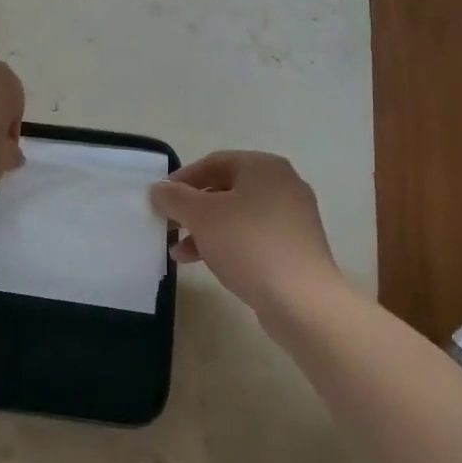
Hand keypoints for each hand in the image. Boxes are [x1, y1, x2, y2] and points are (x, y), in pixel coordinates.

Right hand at [150, 151, 341, 313]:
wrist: (302, 301)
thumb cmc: (249, 245)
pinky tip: (203, 262)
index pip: (214, 162)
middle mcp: (282, 184)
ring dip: (204, 230)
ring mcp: (292, 217)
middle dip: (192, 208)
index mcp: (264, 167)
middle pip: (226, 189)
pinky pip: (252, 236)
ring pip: (237, 215)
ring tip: (178, 252)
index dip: (182, 179)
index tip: (160, 199)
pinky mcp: (294, 247)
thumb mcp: (202, 216)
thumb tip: (159, 189)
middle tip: (168, 225)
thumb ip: (175, 197)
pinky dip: (226, 244)